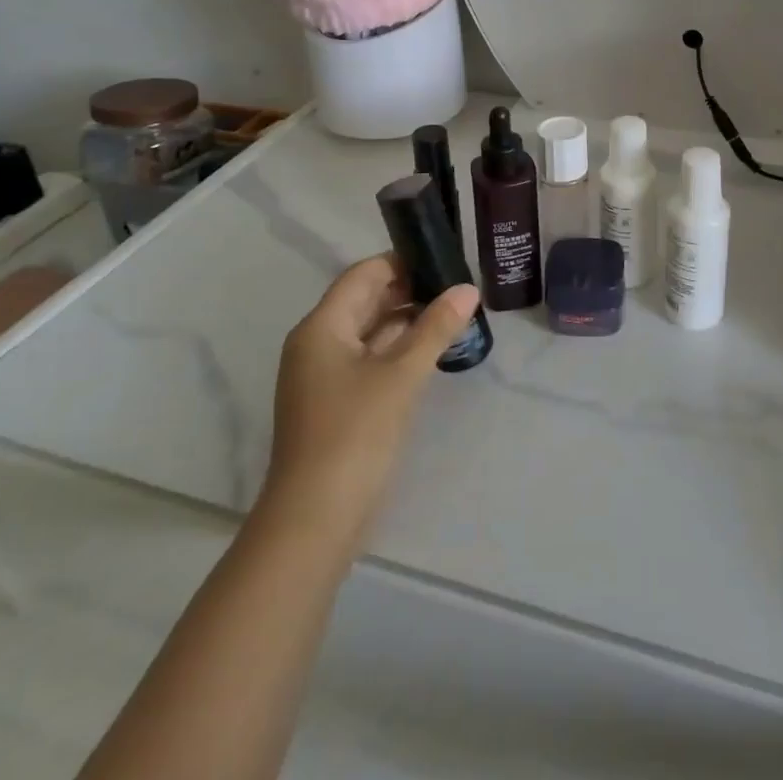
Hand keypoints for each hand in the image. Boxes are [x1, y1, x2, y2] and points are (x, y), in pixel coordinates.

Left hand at [259, 255, 478, 555]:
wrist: (314, 521)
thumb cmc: (354, 434)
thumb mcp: (401, 375)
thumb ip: (436, 327)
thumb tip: (468, 288)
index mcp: (322, 327)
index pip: (364, 274)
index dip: (402, 261)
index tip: (444, 260)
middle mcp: (317, 344)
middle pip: (365, 301)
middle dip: (409, 291)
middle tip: (457, 288)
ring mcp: (323, 377)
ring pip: (369, 332)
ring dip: (407, 322)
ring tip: (453, 315)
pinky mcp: (335, 404)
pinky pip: (369, 360)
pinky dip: (398, 351)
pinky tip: (431, 352)